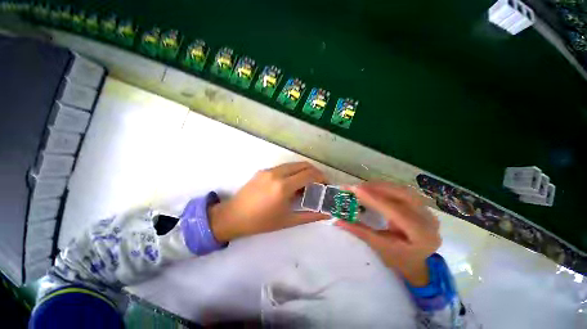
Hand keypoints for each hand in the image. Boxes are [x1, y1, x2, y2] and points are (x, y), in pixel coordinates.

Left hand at [210, 162, 329, 242]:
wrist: (233, 216)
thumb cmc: (261, 222)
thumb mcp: (288, 221)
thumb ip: (310, 216)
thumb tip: (327, 213)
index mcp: (283, 187)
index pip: (310, 174)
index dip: (322, 178)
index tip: (326, 185)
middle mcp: (277, 173)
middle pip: (304, 165)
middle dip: (315, 172)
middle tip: (319, 184)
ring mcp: (269, 170)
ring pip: (294, 164)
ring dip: (304, 171)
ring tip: (306, 185)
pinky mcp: (263, 170)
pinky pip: (284, 167)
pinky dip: (293, 172)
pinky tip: (291, 184)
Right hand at [335, 182, 440, 285]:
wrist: (418, 262)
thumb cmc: (399, 259)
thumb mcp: (379, 247)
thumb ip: (359, 231)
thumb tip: (336, 220)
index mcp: (421, 234)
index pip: (395, 211)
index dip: (373, 198)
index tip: (355, 189)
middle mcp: (428, 219)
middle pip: (401, 195)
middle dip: (376, 188)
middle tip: (356, 187)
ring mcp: (426, 210)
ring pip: (401, 190)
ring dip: (380, 186)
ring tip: (362, 187)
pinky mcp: (420, 205)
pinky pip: (401, 191)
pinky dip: (385, 188)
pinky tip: (373, 189)